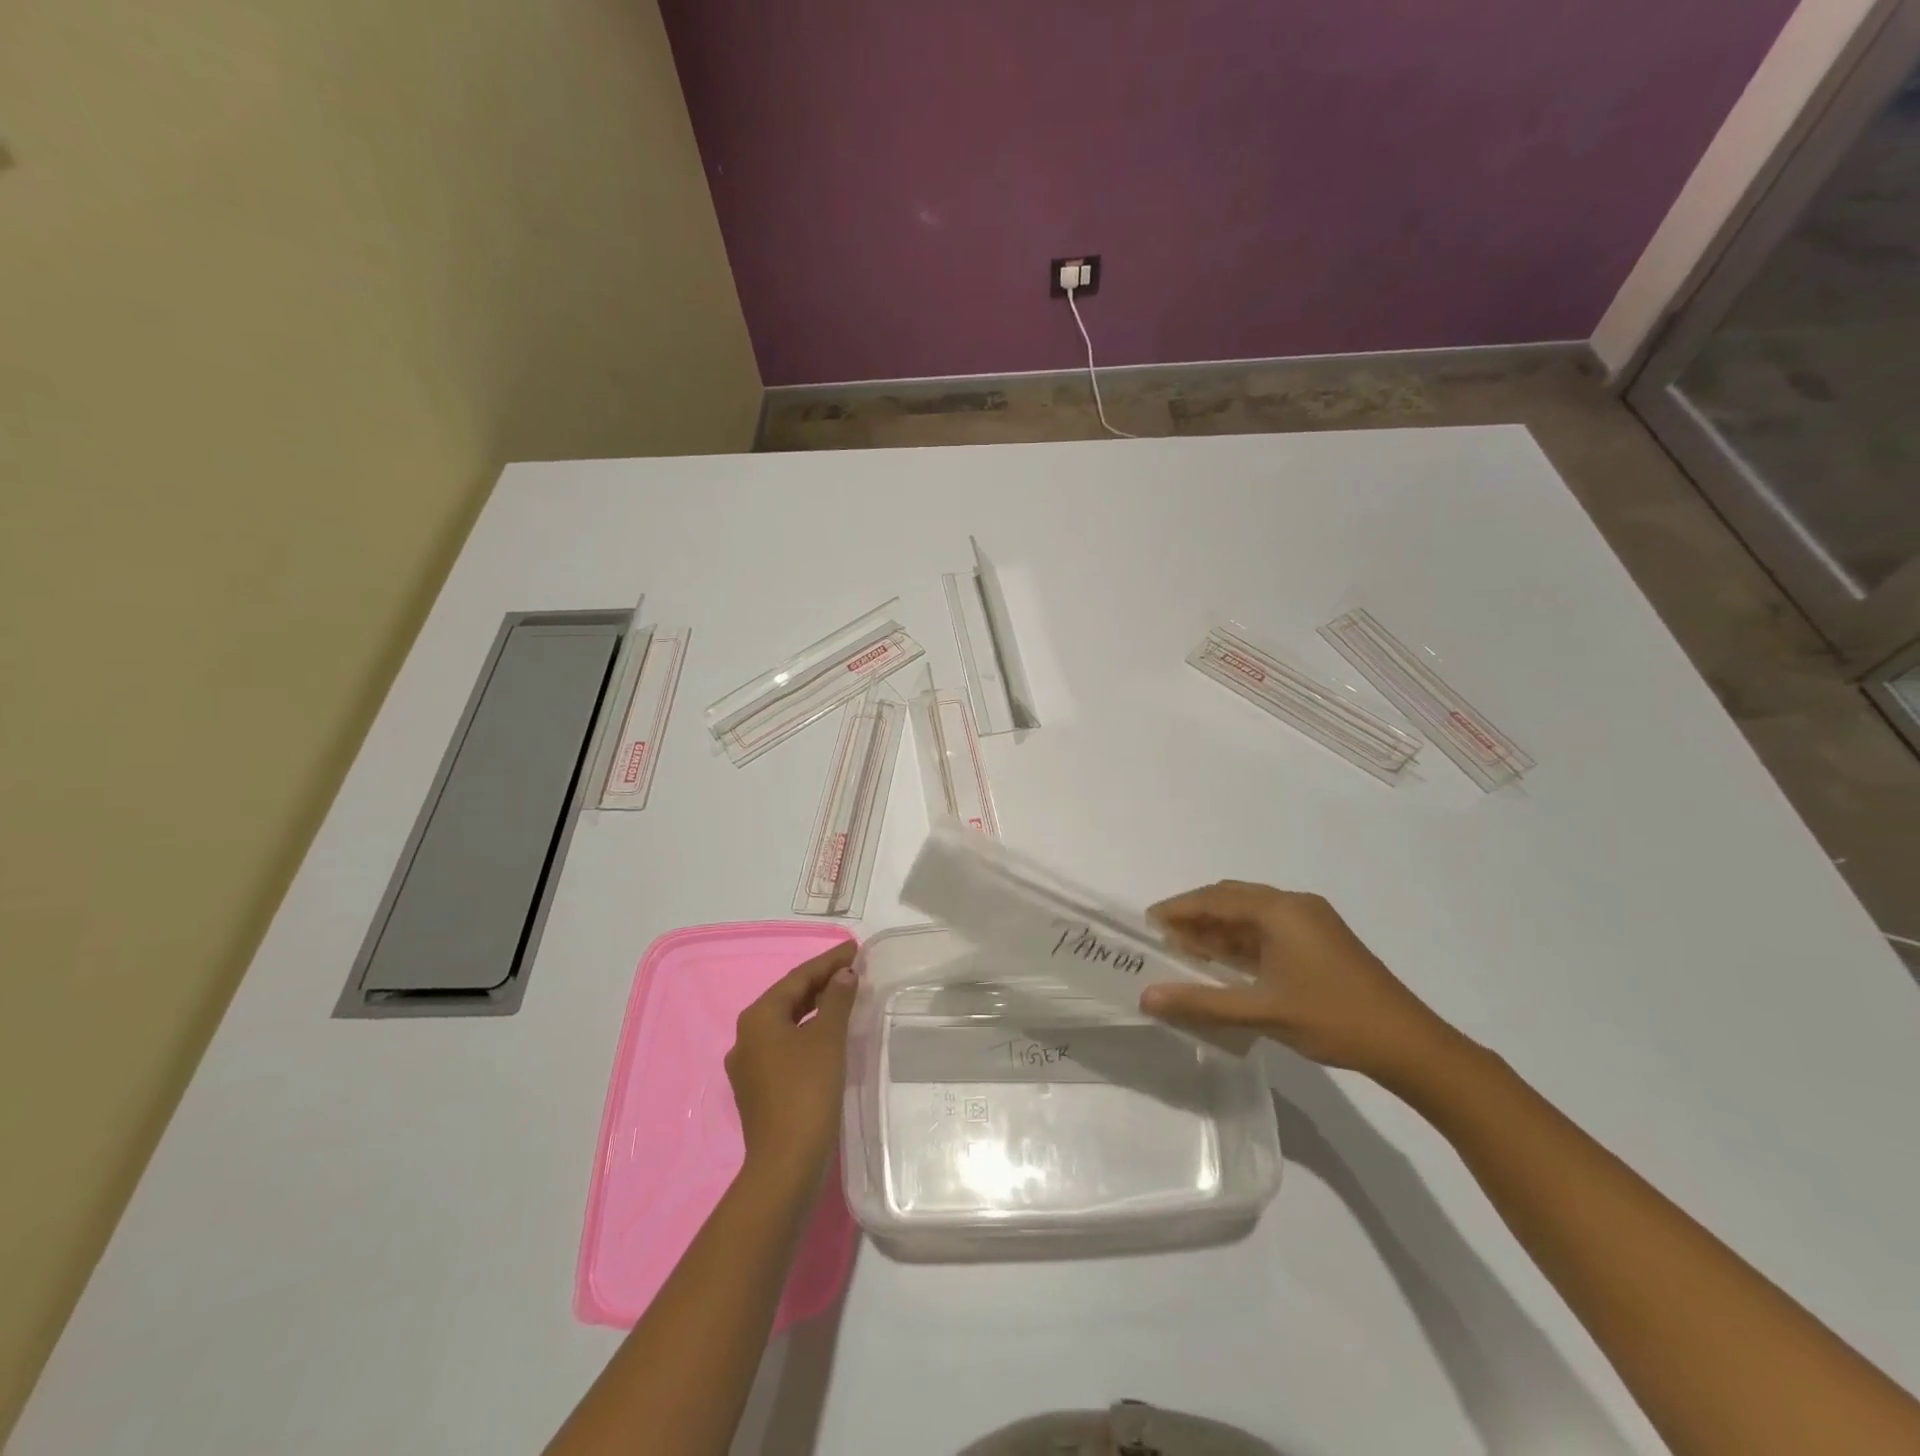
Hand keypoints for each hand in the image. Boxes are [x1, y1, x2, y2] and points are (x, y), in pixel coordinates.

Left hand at [725, 942, 857, 1197]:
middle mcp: (746, 1036)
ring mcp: (749, 1065)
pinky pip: (785, 1045)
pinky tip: (828, 1035)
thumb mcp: (828, 1039)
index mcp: (758, 1017)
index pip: (798, 978)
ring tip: (845, 996)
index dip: (829, 961)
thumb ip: (836, 1000)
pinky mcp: (758, 1088)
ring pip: (786, 1022)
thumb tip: (844, 974)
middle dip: (821, 981)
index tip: (855, 948)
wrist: (785, 1164)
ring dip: (815, 1007)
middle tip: (854, 969)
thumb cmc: (807, 1091)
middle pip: (789, 998)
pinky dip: (808, 1031)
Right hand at [1142, 882, 1455, 1080]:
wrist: (1409, 1045)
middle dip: (1196, 916)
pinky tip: (1224, 964)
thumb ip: (1201, 1002)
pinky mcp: (1321, 942)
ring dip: (1219, 931)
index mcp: (1280, 910)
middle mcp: (1295, 906)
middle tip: (1164, 938)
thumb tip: (1147, 997)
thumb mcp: (1261, 1011)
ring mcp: (1312, 923)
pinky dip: (1242, 943)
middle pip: (1232, 900)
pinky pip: (1269, 931)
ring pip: (1251, 917)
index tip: (1148, 923)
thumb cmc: (1333, 1019)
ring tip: (1185, 952)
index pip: (1216, 898)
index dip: (1179, 908)